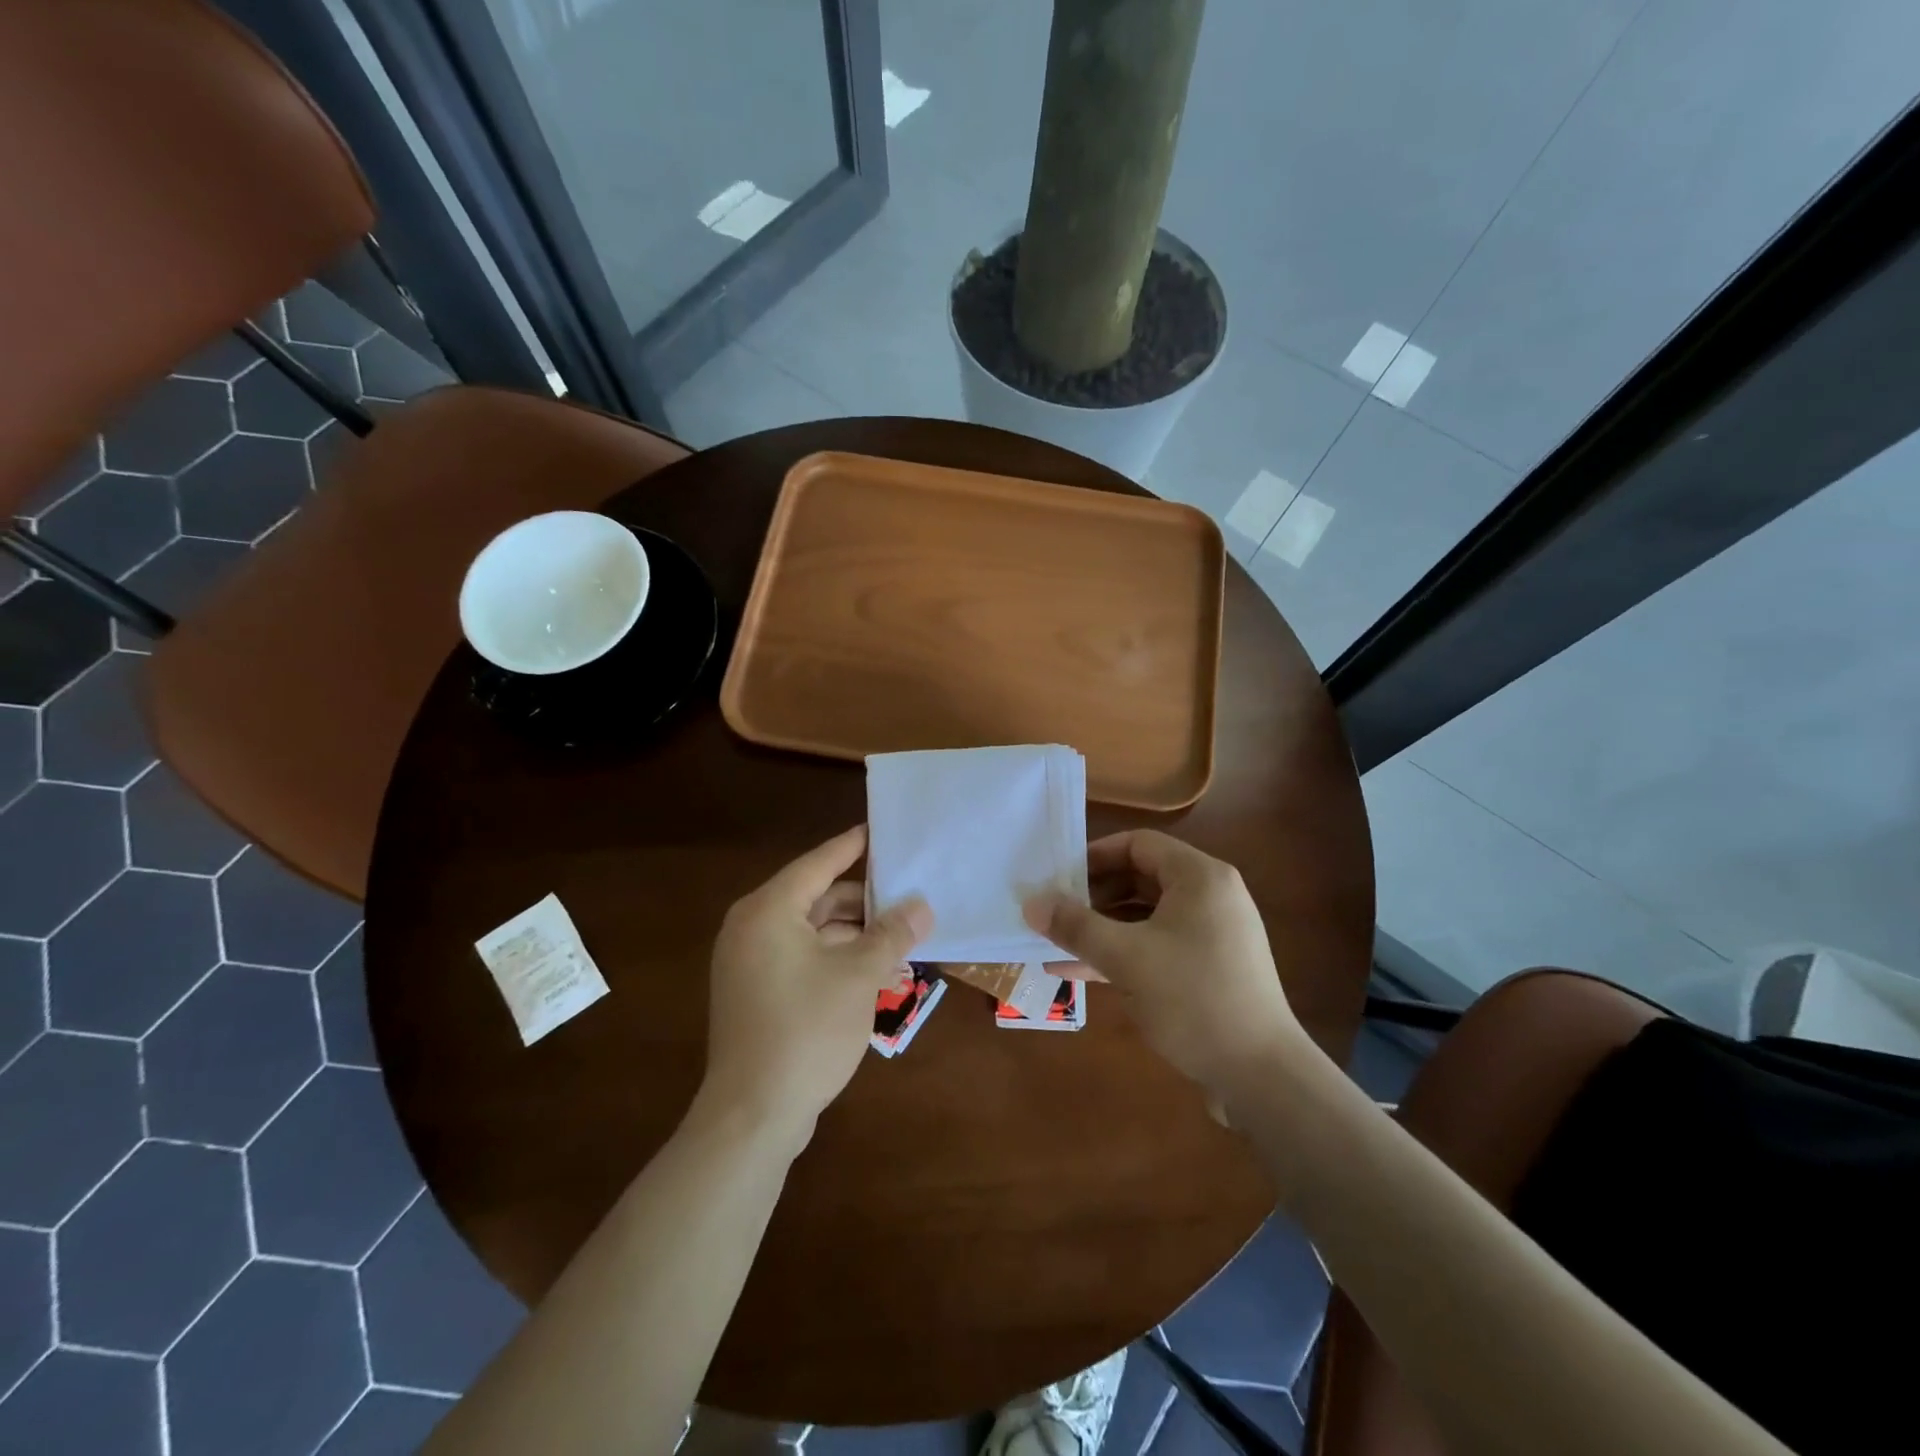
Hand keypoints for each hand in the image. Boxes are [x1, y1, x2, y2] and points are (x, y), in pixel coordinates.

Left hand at [698, 825, 932, 1149]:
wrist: (752, 1115)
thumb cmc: (806, 1031)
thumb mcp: (860, 977)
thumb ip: (892, 935)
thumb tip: (922, 907)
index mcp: (769, 911)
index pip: (818, 864)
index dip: (851, 847)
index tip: (879, 831)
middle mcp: (752, 928)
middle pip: (816, 898)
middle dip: (863, 901)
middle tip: (906, 896)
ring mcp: (749, 964)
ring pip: (811, 932)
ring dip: (854, 934)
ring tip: (900, 939)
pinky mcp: (755, 994)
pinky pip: (801, 959)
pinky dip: (835, 958)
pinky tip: (874, 972)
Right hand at [1024, 831, 1304, 1102]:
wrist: (1261, 1076)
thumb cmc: (1193, 998)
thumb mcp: (1126, 958)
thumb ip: (1076, 926)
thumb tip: (1031, 904)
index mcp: (1199, 877)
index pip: (1138, 845)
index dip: (1094, 856)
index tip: (1058, 877)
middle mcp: (1209, 897)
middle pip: (1141, 878)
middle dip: (1093, 895)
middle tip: (1054, 911)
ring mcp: (1211, 935)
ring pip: (1145, 917)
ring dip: (1102, 928)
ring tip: (1057, 942)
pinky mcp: (1208, 969)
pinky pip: (1156, 947)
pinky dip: (1121, 953)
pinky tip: (1078, 972)